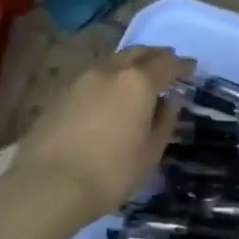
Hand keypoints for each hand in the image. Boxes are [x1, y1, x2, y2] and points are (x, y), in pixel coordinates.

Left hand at [10, 46, 194, 221]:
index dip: (182, 65)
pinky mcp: (61, 94)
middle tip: (168, 64)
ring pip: (113, 62)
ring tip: (139, 78)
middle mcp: (110, 71)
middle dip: (156, 56)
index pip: (167, 64)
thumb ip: (165, 120)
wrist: (46, 185)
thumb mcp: (150, 153)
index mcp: (138, 82)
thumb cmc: (110, 172)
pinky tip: (110, 95)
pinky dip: (110, 78)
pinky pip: (94, 76)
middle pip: (138, 53)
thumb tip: (171, 100)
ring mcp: (82, 80)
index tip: (192, 67)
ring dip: (130, 64)